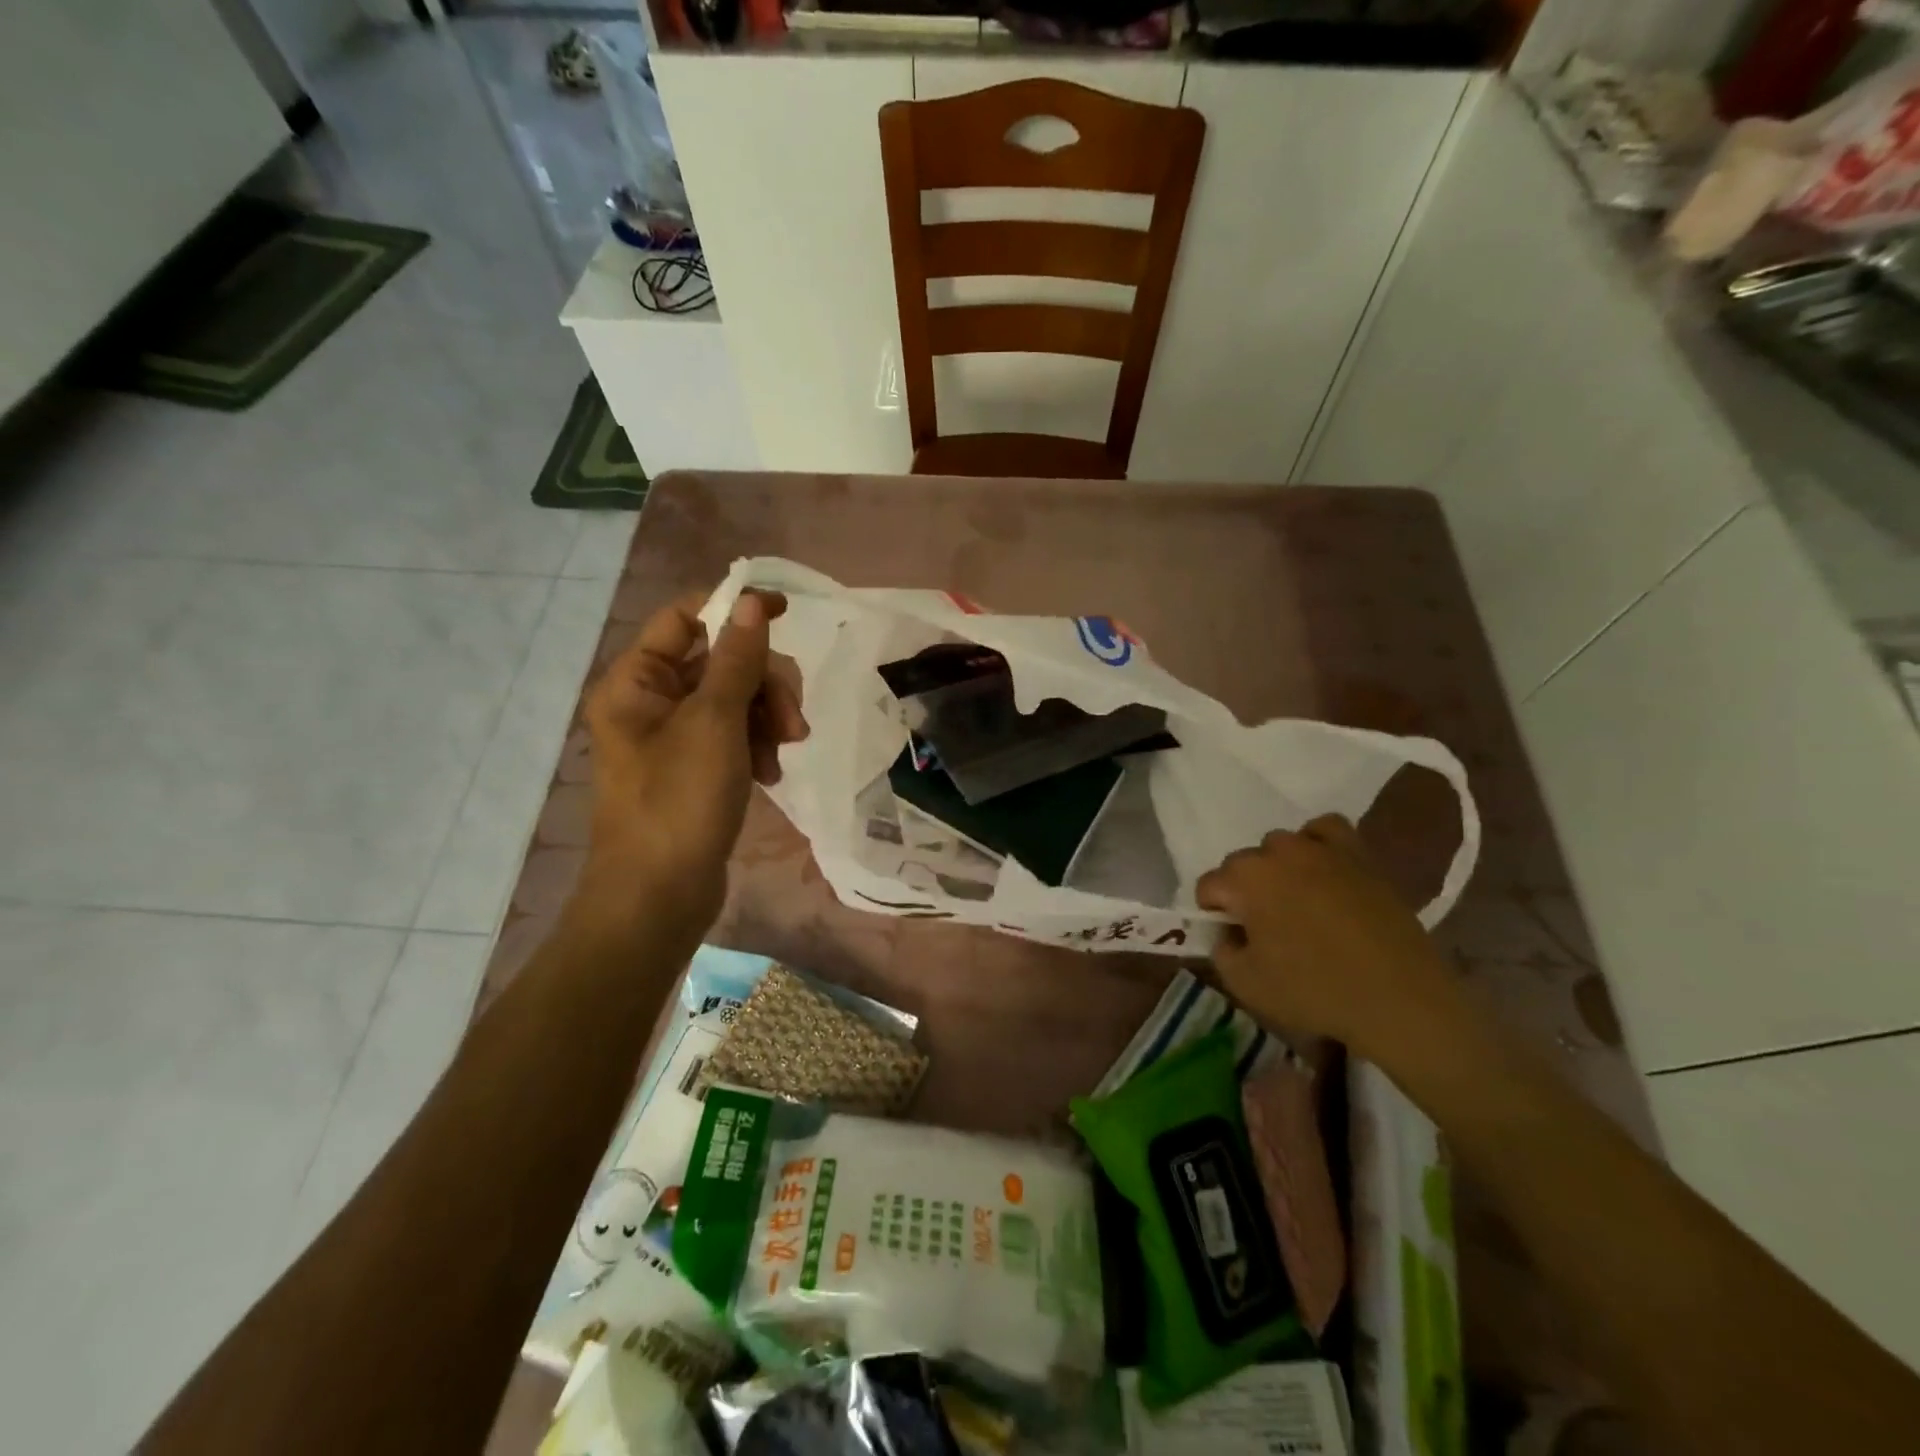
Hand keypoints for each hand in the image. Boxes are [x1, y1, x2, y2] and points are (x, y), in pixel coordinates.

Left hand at [579, 588, 807, 932]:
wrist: (659, 897)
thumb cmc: (679, 802)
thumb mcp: (715, 723)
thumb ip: (737, 660)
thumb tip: (753, 600)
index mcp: (637, 681)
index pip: (685, 618)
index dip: (735, 610)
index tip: (787, 614)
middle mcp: (650, 702)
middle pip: (719, 661)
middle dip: (763, 683)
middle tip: (792, 720)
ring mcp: (674, 738)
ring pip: (734, 700)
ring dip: (767, 718)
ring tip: (785, 750)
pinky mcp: (695, 769)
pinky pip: (734, 736)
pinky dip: (757, 747)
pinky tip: (771, 774)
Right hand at [1195, 814, 1457, 1059]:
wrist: (1400, 999)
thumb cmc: (1315, 991)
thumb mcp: (1245, 983)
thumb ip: (1221, 949)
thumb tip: (1229, 932)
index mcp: (1245, 878)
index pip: (1209, 886)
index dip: (1214, 914)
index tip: (1233, 939)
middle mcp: (1278, 852)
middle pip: (1243, 863)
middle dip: (1244, 891)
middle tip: (1264, 929)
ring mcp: (1321, 848)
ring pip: (1280, 846)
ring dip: (1278, 869)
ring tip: (1296, 903)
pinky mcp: (1359, 855)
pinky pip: (1326, 830)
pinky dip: (1317, 844)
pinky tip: (1322, 871)